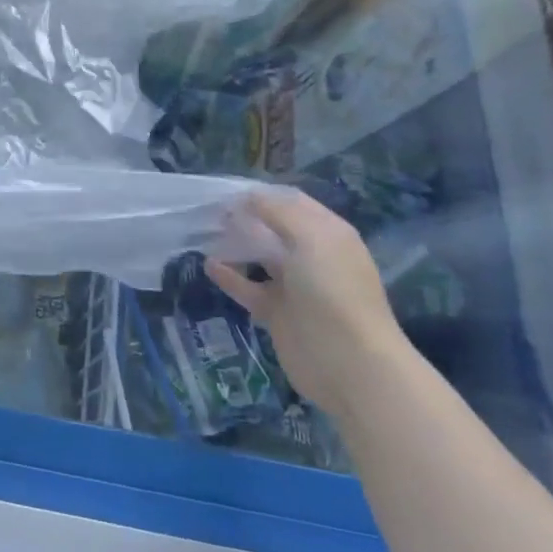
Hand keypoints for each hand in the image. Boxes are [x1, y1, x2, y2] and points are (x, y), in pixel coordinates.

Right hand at [204, 186, 411, 417]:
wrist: (348, 362)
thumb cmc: (333, 290)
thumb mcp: (311, 239)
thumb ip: (278, 212)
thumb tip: (248, 196)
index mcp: (328, 234)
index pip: (293, 202)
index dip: (262, 193)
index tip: (227, 189)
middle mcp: (313, 256)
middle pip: (274, 228)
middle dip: (245, 216)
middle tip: (209, 209)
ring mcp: (295, 287)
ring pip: (259, 257)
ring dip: (235, 244)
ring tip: (204, 232)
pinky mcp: (277, 313)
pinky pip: (248, 288)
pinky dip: (229, 276)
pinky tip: (208, 265)